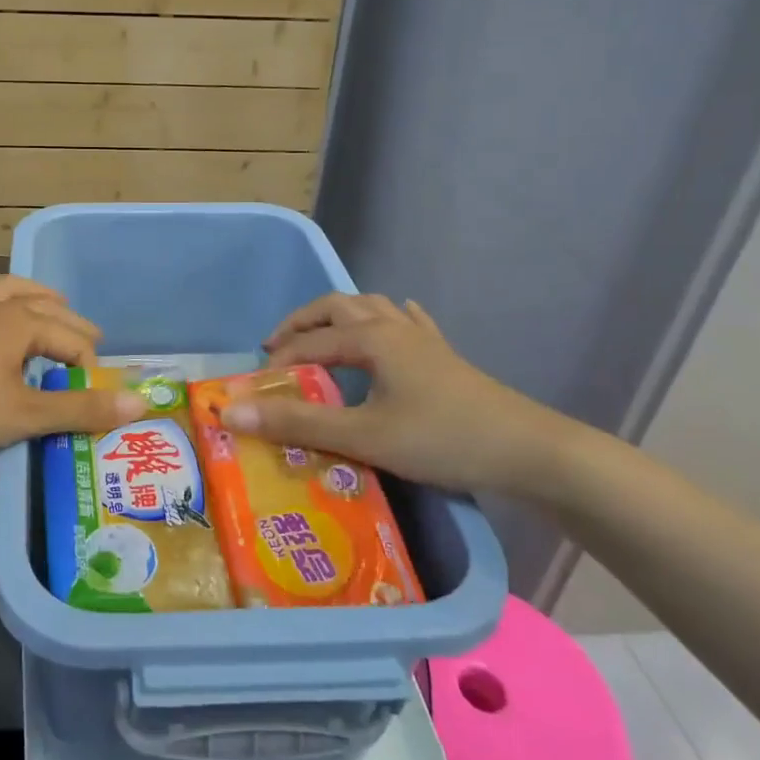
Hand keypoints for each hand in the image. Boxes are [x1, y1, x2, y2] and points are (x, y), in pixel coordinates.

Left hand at [0, 276, 146, 449]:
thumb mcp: (27, 414)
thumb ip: (82, 409)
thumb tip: (142, 402)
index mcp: (23, 321)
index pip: (72, 338)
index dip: (89, 365)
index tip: (95, 392)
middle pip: (45, 305)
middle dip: (70, 323)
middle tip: (88, 342)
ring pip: (6, 289)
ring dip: (32, 294)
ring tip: (48, 301)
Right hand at [222, 293, 575, 494]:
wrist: (528, 452)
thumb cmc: (440, 439)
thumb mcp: (362, 436)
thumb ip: (296, 423)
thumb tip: (232, 413)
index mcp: (370, 338)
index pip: (308, 342)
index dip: (277, 363)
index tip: (254, 390)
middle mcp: (392, 326)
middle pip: (336, 307)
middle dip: (301, 324)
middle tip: (276, 349)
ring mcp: (423, 339)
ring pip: (371, 308)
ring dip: (338, 317)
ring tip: (320, 337)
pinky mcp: (444, 357)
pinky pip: (410, 323)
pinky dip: (390, 318)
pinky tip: (394, 321)